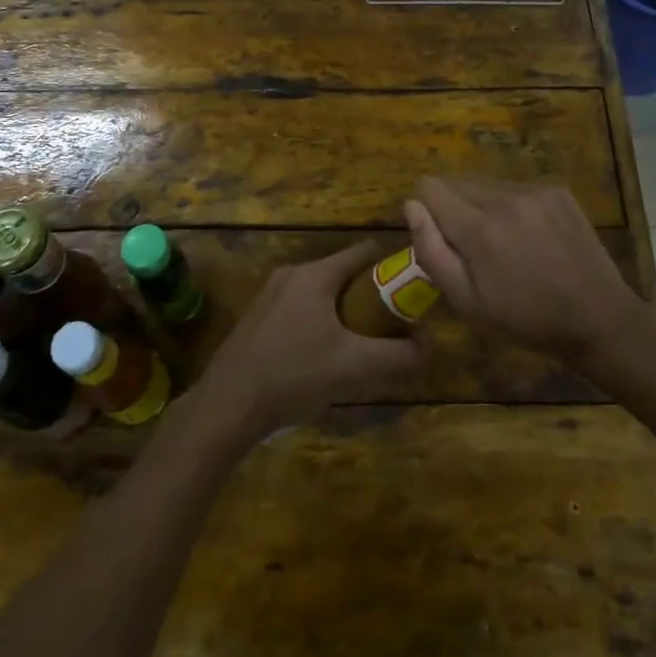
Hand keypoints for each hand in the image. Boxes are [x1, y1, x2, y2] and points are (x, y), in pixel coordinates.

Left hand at [195, 240, 421, 437]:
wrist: (227, 404)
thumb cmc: (294, 374)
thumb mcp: (353, 367)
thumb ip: (396, 355)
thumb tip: (428, 347)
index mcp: (315, 274)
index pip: (364, 252)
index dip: (392, 265)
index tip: (413, 288)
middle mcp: (291, 274)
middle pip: (343, 274)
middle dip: (371, 296)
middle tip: (393, 325)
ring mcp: (270, 295)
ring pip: (321, 294)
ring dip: (345, 313)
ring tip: (363, 345)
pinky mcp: (258, 319)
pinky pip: (301, 310)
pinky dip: (321, 323)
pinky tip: (326, 358)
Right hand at [405, 178, 643, 363]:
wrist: (599, 318)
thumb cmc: (526, 318)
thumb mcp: (467, 301)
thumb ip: (431, 251)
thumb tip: (410, 206)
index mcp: (478, 228)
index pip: (430, 187)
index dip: (426, 210)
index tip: (441, 237)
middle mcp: (504, 198)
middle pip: (456, 182)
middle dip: (453, 208)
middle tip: (473, 248)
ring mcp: (535, 191)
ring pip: (486, 184)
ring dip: (483, 205)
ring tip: (505, 243)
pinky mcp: (557, 191)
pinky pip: (516, 188)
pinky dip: (512, 206)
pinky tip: (531, 237)